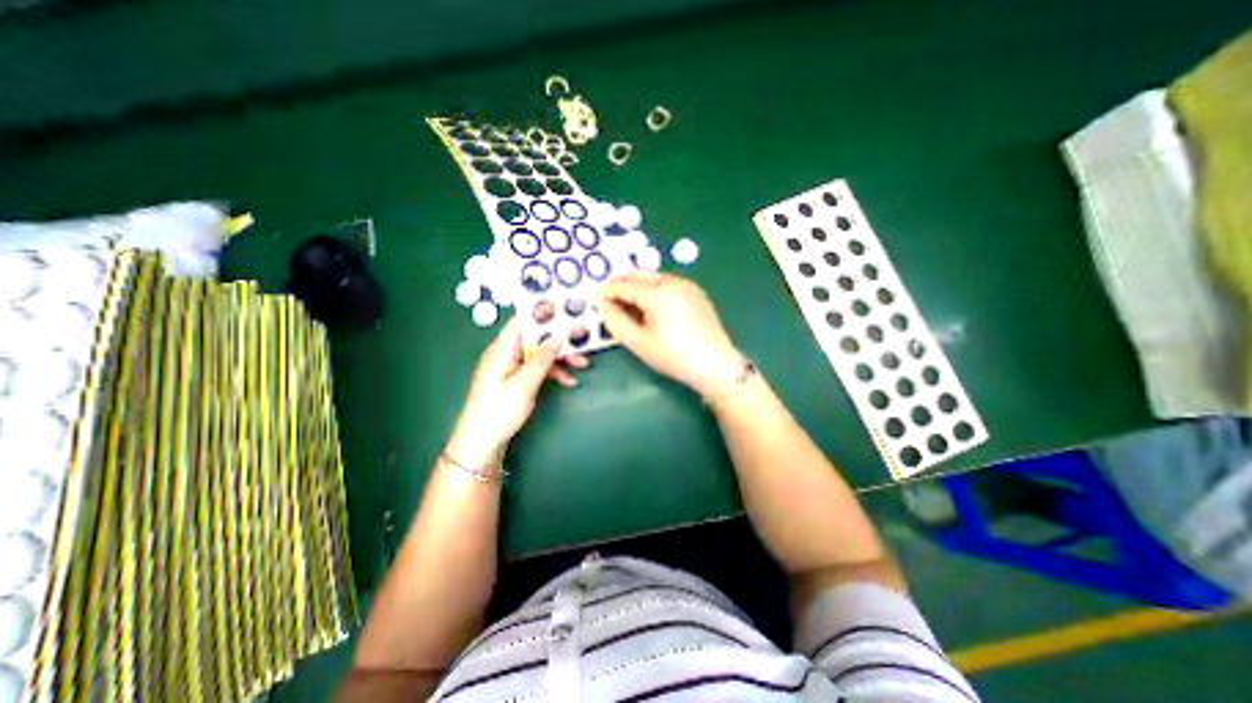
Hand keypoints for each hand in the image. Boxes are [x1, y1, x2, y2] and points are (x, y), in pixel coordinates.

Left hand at [448, 320, 590, 469]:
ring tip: (582, 363)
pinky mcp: (515, 379)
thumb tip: (557, 338)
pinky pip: (536, 368)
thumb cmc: (498, 412)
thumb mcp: (523, 386)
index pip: (522, 321)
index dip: (543, 313)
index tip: (566, 311)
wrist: (480, 443)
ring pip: (539, 353)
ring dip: (560, 357)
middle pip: (535, 337)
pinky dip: (552, 372)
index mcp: (502, 349)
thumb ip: (541, 360)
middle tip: (582, 340)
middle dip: (559, 339)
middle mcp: (506, 353)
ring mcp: (511, 367)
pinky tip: (568, 381)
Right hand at [595, 273, 741, 396]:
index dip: (606, 292)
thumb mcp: (638, 342)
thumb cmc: (673, 356)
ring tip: (631, 310)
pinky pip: (668, 284)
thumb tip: (602, 304)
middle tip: (612, 306)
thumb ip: (615, 321)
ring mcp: (687, 285)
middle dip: (621, 287)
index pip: (623, 284)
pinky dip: (654, 291)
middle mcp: (672, 281)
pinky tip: (653, 310)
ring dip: (637, 288)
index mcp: (656, 292)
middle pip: (638, 275)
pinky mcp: (696, 293)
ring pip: (653, 278)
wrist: (716, 365)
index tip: (596, 303)